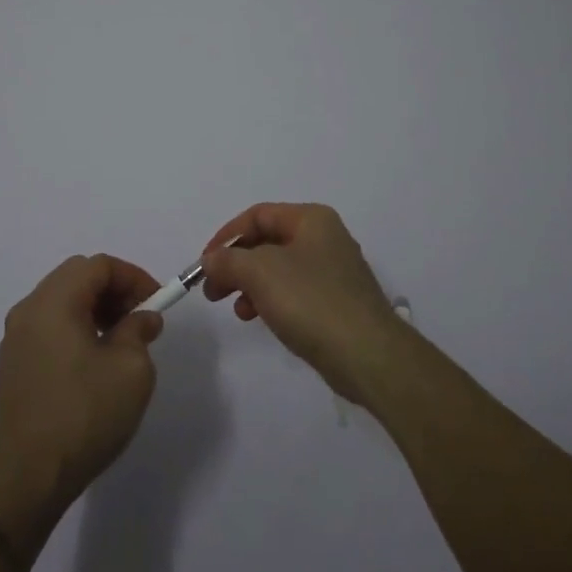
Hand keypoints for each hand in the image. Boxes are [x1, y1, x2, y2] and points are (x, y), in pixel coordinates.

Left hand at [0, 254, 165, 509]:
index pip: (98, 265)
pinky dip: (75, 328)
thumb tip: (141, 319)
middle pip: (76, 277)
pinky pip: (48, 328)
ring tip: (121, 341)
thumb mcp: (131, 369)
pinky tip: (93, 362)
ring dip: (94, 309)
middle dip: (114, 290)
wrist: (28, 477)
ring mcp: (15, 339)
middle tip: (140, 318)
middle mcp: (28, 311)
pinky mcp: (12, 366)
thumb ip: (139, 331)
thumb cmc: (84, 414)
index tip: (157, 302)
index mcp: (53, 302)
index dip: (133, 276)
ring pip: (60, 302)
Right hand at [199, 203, 404, 404]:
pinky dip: (270, 300)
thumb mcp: (260, 272)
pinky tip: (258, 319)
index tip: (204, 263)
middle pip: (267, 242)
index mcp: (311, 220)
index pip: (258, 215)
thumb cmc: (311, 301)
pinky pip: (292, 292)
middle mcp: (324, 238)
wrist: (367, 355)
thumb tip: (210, 260)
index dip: (226, 235)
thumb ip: (228, 260)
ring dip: (249, 284)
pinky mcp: (335, 303)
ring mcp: (332, 272)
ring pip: (277, 269)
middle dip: (235, 264)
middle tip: (212, 289)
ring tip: (236, 310)